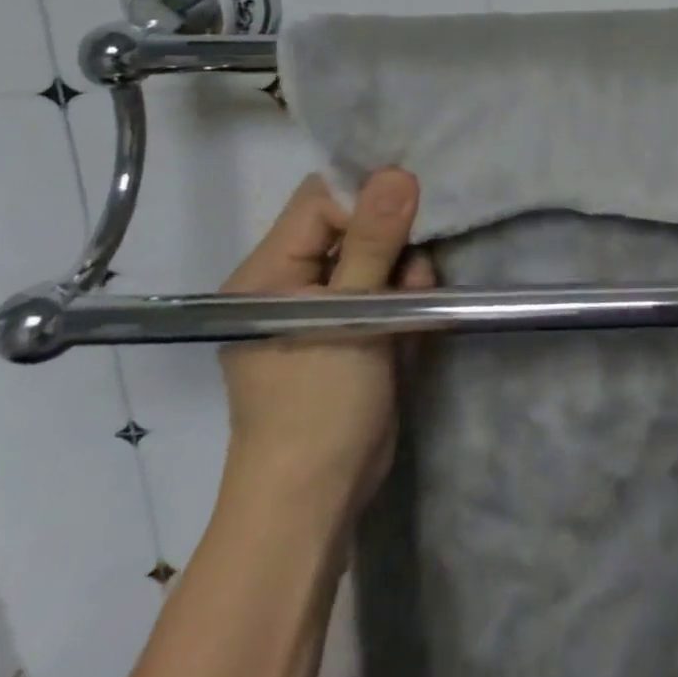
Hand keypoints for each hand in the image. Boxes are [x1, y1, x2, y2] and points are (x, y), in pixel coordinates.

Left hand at [217, 168, 433, 515]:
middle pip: (351, 225)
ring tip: (409, 311)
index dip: (364, 204)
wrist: (315, 505)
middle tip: (409, 278)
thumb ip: (373, 241)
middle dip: (392, 243)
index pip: (320, 201)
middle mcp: (289, 283)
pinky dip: (403, 301)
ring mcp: (320, 308)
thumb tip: (398, 172)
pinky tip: (409, 331)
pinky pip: (383, 291)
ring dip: (403, 275)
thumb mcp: (349, 317)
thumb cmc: (318, 407)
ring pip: (376, 257)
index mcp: (268, 273)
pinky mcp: (347, 330)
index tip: (404, 227)